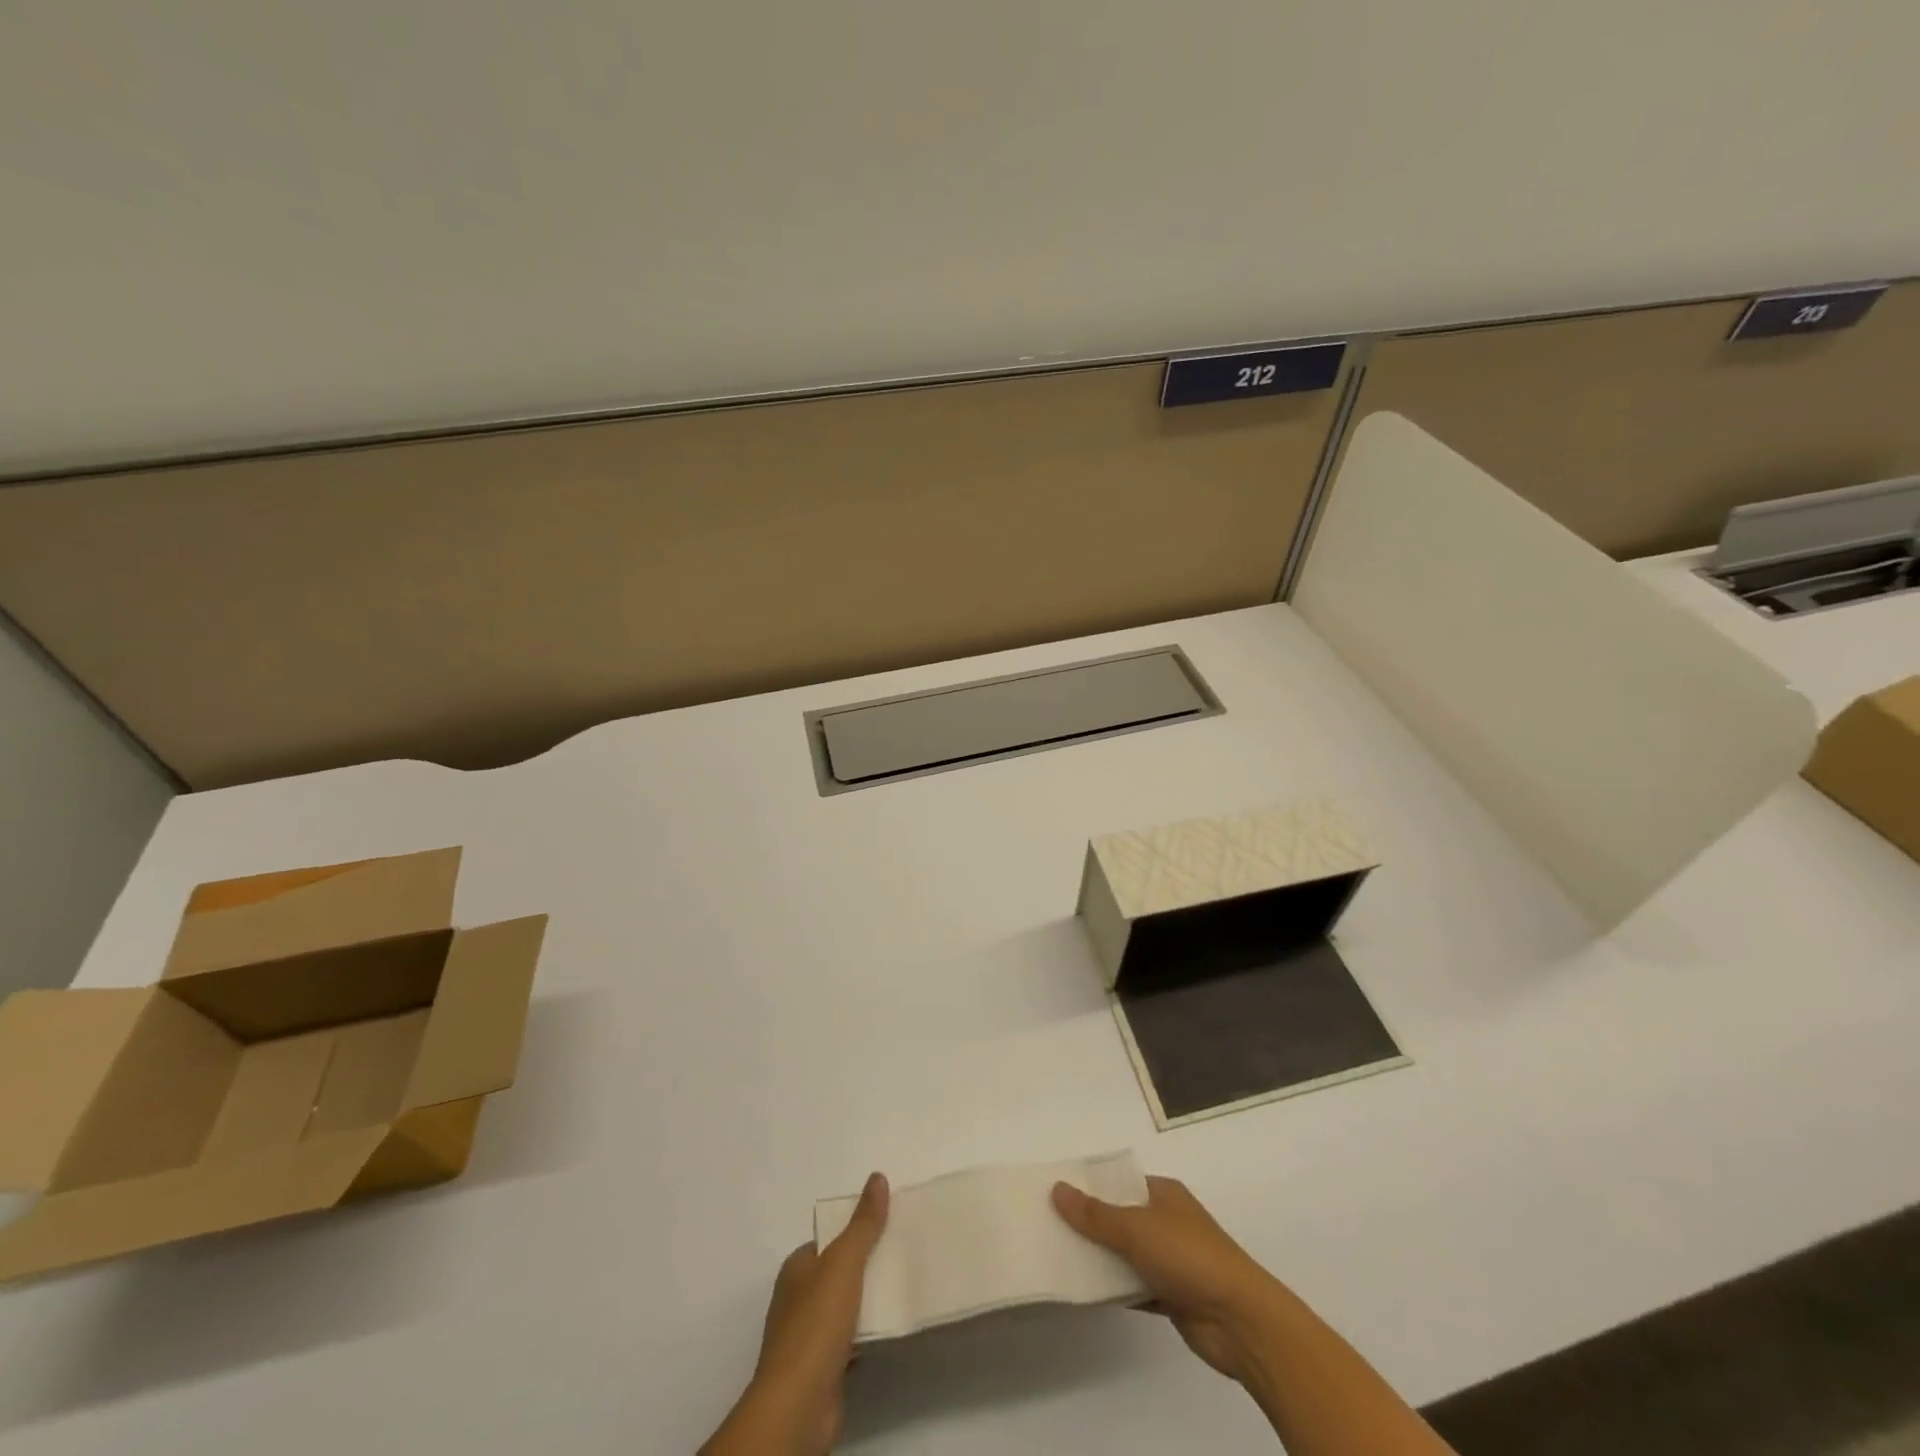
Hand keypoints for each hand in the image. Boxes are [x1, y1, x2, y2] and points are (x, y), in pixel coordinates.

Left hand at [702, 1172, 889, 1455]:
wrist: (799, 1405)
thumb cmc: (816, 1324)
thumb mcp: (844, 1262)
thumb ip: (863, 1223)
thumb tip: (877, 1177)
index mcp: (796, 1268)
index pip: (828, 1240)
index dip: (855, 1231)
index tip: (888, 1226)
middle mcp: (796, 1299)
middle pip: (837, 1272)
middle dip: (865, 1265)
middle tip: (901, 1254)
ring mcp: (806, 1337)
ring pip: (844, 1307)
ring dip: (868, 1301)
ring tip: (903, 1287)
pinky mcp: (820, 1370)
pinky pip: (849, 1341)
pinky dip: (866, 1334)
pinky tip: (888, 1329)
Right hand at [1052, 1174, 1284, 1386]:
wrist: (1241, 1321)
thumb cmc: (1189, 1257)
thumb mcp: (1136, 1228)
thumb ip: (1095, 1214)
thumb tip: (1057, 1189)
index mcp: (1164, 1194)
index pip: (1120, 1183)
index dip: (1090, 1186)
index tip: (1056, 1193)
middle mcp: (1168, 1221)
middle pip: (1120, 1218)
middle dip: (1090, 1224)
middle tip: (1049, 1226)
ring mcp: (1172, 1261)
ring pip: (1126, 1255)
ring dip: (1100, 1259)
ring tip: (1058, 1258)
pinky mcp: (1172, 1296)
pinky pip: (1134, 1287)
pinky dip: (1114, 1290)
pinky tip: (1084, 1292)